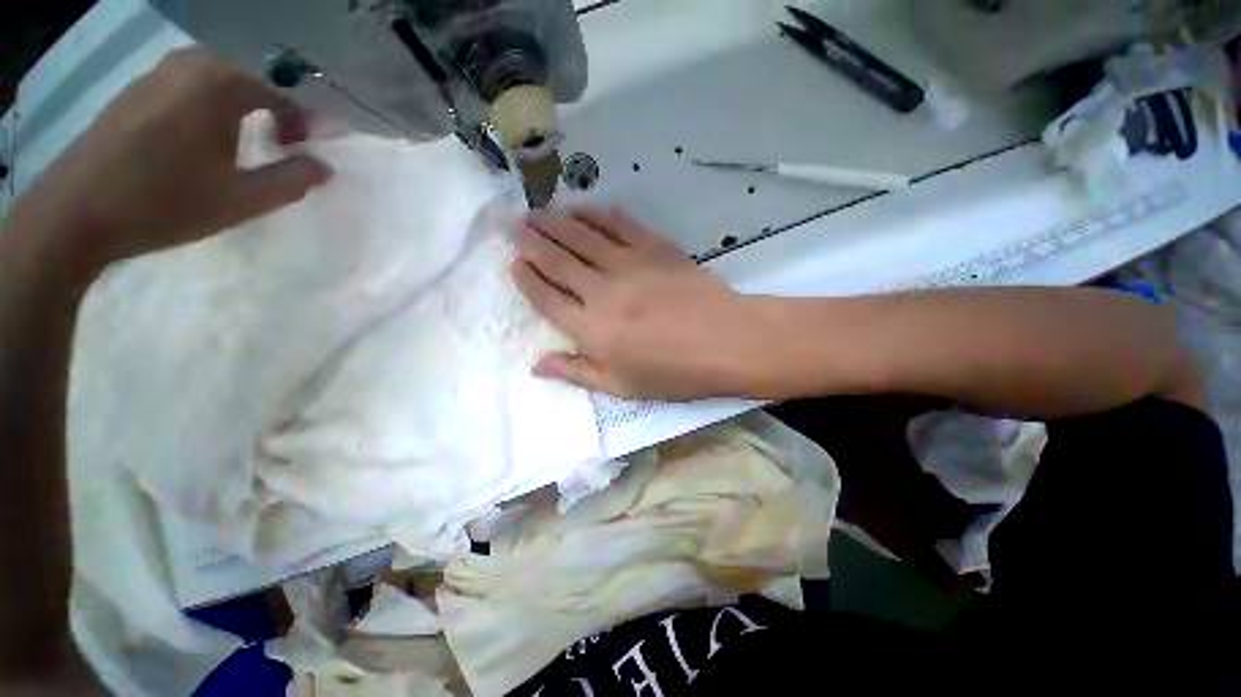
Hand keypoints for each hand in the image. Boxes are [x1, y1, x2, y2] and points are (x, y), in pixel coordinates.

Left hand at [7, 47, 330, 274]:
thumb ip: (292, 180)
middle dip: (270, 113)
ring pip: (215, 84)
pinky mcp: (134, 91)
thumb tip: (324, 167)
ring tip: (239, 148)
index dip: (302, 125)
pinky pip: (186, 90)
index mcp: (219, 83)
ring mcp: (156, 74)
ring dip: (237, 111)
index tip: (305, 154)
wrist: (76, 213)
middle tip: (277, 148)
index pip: (281, 95)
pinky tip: (198, 144)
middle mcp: (188, 64)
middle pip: (248, 83)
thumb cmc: (165, 203)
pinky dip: (205, 110)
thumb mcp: (242, 200)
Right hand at [511, 207, 771, 399]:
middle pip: (558, 261)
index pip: (547, 299)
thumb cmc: (674, 373)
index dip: (527, 280)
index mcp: (592, 329)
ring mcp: (629, 264)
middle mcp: (602, 291)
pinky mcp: (655, 248)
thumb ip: (577, 372)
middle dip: (532, 242)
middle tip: (514, 226)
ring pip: (582, 237)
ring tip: (537, 212)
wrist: (726, 341)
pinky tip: (584, 208)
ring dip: (556, 222)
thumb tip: (536, 365)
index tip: (513, 263)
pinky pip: (620, 224)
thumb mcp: (622, 386)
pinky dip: (598, 214)